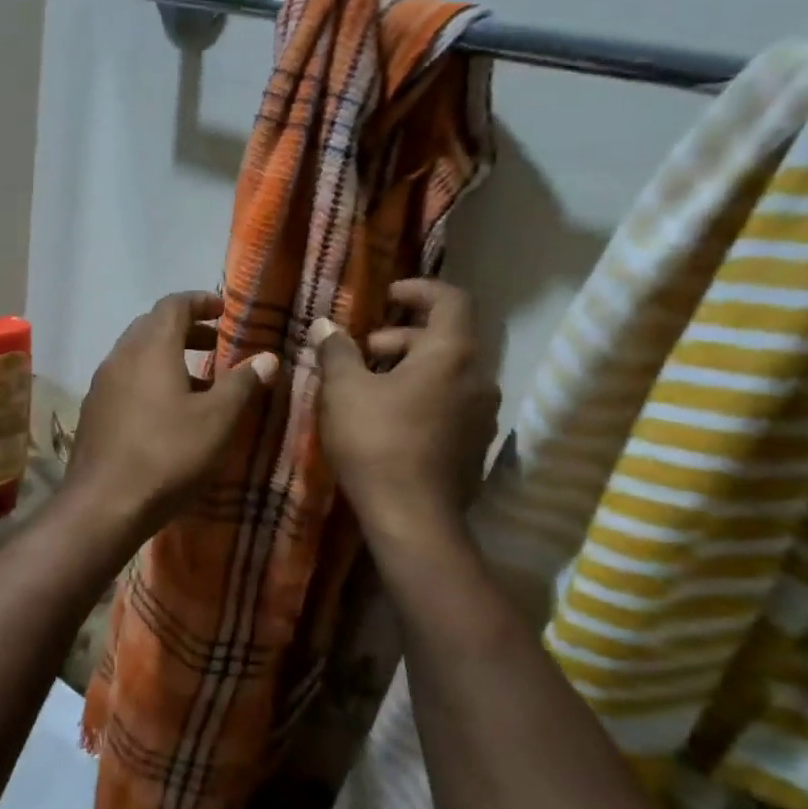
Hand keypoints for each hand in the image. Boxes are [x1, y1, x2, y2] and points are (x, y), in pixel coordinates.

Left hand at [64, 291, 278, 543]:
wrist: (104, 505)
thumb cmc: (168, 455)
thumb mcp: (218, 420)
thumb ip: (243, 383)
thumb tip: (267, 357)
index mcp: (150, 348)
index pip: (173, 305)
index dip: (200, 302)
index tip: (224, 310)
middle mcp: (120, 357)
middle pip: (152, 326)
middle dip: (185, 329)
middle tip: (215, 344)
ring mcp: (101, 386)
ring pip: (136, 355)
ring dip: (167, 357)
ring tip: (199, 381)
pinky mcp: (94, 413)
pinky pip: (125, 381)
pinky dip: (150, 380)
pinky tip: (167, 412)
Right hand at [313, 279, 499, 545]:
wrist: (413, 518)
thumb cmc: (377, 442)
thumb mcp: (344, 391)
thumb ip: (336, 351)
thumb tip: (325, 325)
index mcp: (452, 353)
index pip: (450, 299)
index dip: (418, 290)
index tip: (387, 296)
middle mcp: (479, 377)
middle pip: (445, 339)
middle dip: (402, 337)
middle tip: (363, 352)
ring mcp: (482, 415)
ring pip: (447, 374)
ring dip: (410, 369)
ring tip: (370, 388)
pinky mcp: (476, 446)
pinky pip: (450, 404)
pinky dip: (423, 397)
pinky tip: (389, 421)